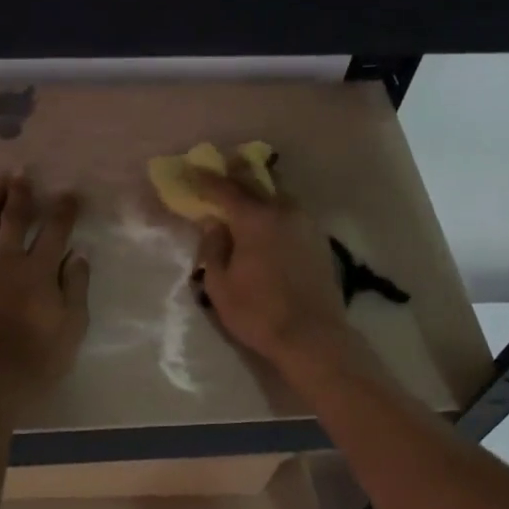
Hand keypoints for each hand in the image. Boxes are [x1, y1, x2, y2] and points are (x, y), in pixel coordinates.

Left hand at [0, 174, 89, 394]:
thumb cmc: (35, 360)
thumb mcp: (71, 327)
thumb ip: (75, 288)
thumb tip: (77, 255)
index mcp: (39, 270)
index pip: (55, 231)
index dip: (64, 210)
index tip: (69, 194)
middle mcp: (5, 260)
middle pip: (15, 219)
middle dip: (21, 194)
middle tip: (22, 175)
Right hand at [187, 159, 354, 370]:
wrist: (313, 337)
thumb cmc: (258, 312)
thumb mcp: (219, 284)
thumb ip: (212, 248)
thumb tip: (213, 224)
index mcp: (255, 218)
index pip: (225, 189)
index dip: (205, 180)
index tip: (191, 171)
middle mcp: (283, 211)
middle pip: (256, 182)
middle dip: (235, 175)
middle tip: (218, 172)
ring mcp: (305, 223)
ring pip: (278, 194)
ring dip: (258, 191)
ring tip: (242, 196)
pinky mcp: (318, 239)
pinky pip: (291, 213)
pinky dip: (274, 210)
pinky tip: (266, 222)